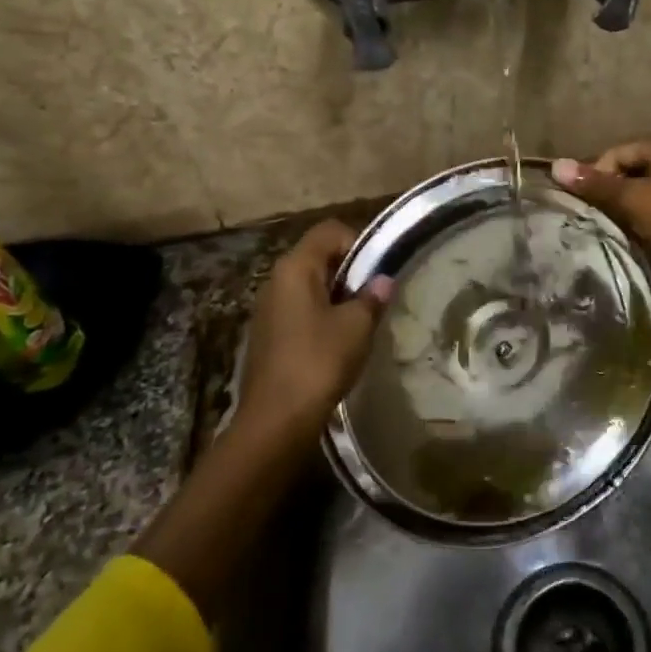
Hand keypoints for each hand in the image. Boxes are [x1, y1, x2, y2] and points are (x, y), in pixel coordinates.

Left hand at [233, 220, 391, 456]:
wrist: (275, 420)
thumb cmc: (318, 362)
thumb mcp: (356, 327)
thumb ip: (372, 298)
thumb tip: (383, 281)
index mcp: (295, 267)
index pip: (330, 231)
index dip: (359, 243)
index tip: (378, 273)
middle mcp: (276, 279)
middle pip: (318, 256)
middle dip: (350, 272)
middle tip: (374, 298)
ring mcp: (268, 308)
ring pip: (309, 286)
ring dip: (337, 297)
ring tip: (360, 322)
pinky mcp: (267, 334)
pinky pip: (300, 310)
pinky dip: (321, 316)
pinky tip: (337, 344)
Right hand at [552, 139, 650, 283]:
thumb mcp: (631, 198)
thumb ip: (595, 183)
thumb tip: (555, 166)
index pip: (618, 152)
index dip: (597, 173)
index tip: (584, 199)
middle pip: (630, 170)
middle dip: (610, 190)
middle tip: (592, 213)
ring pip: (641, 191)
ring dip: (623, 206)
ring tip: (607, 224)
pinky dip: (639, 218)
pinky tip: (629, 234)